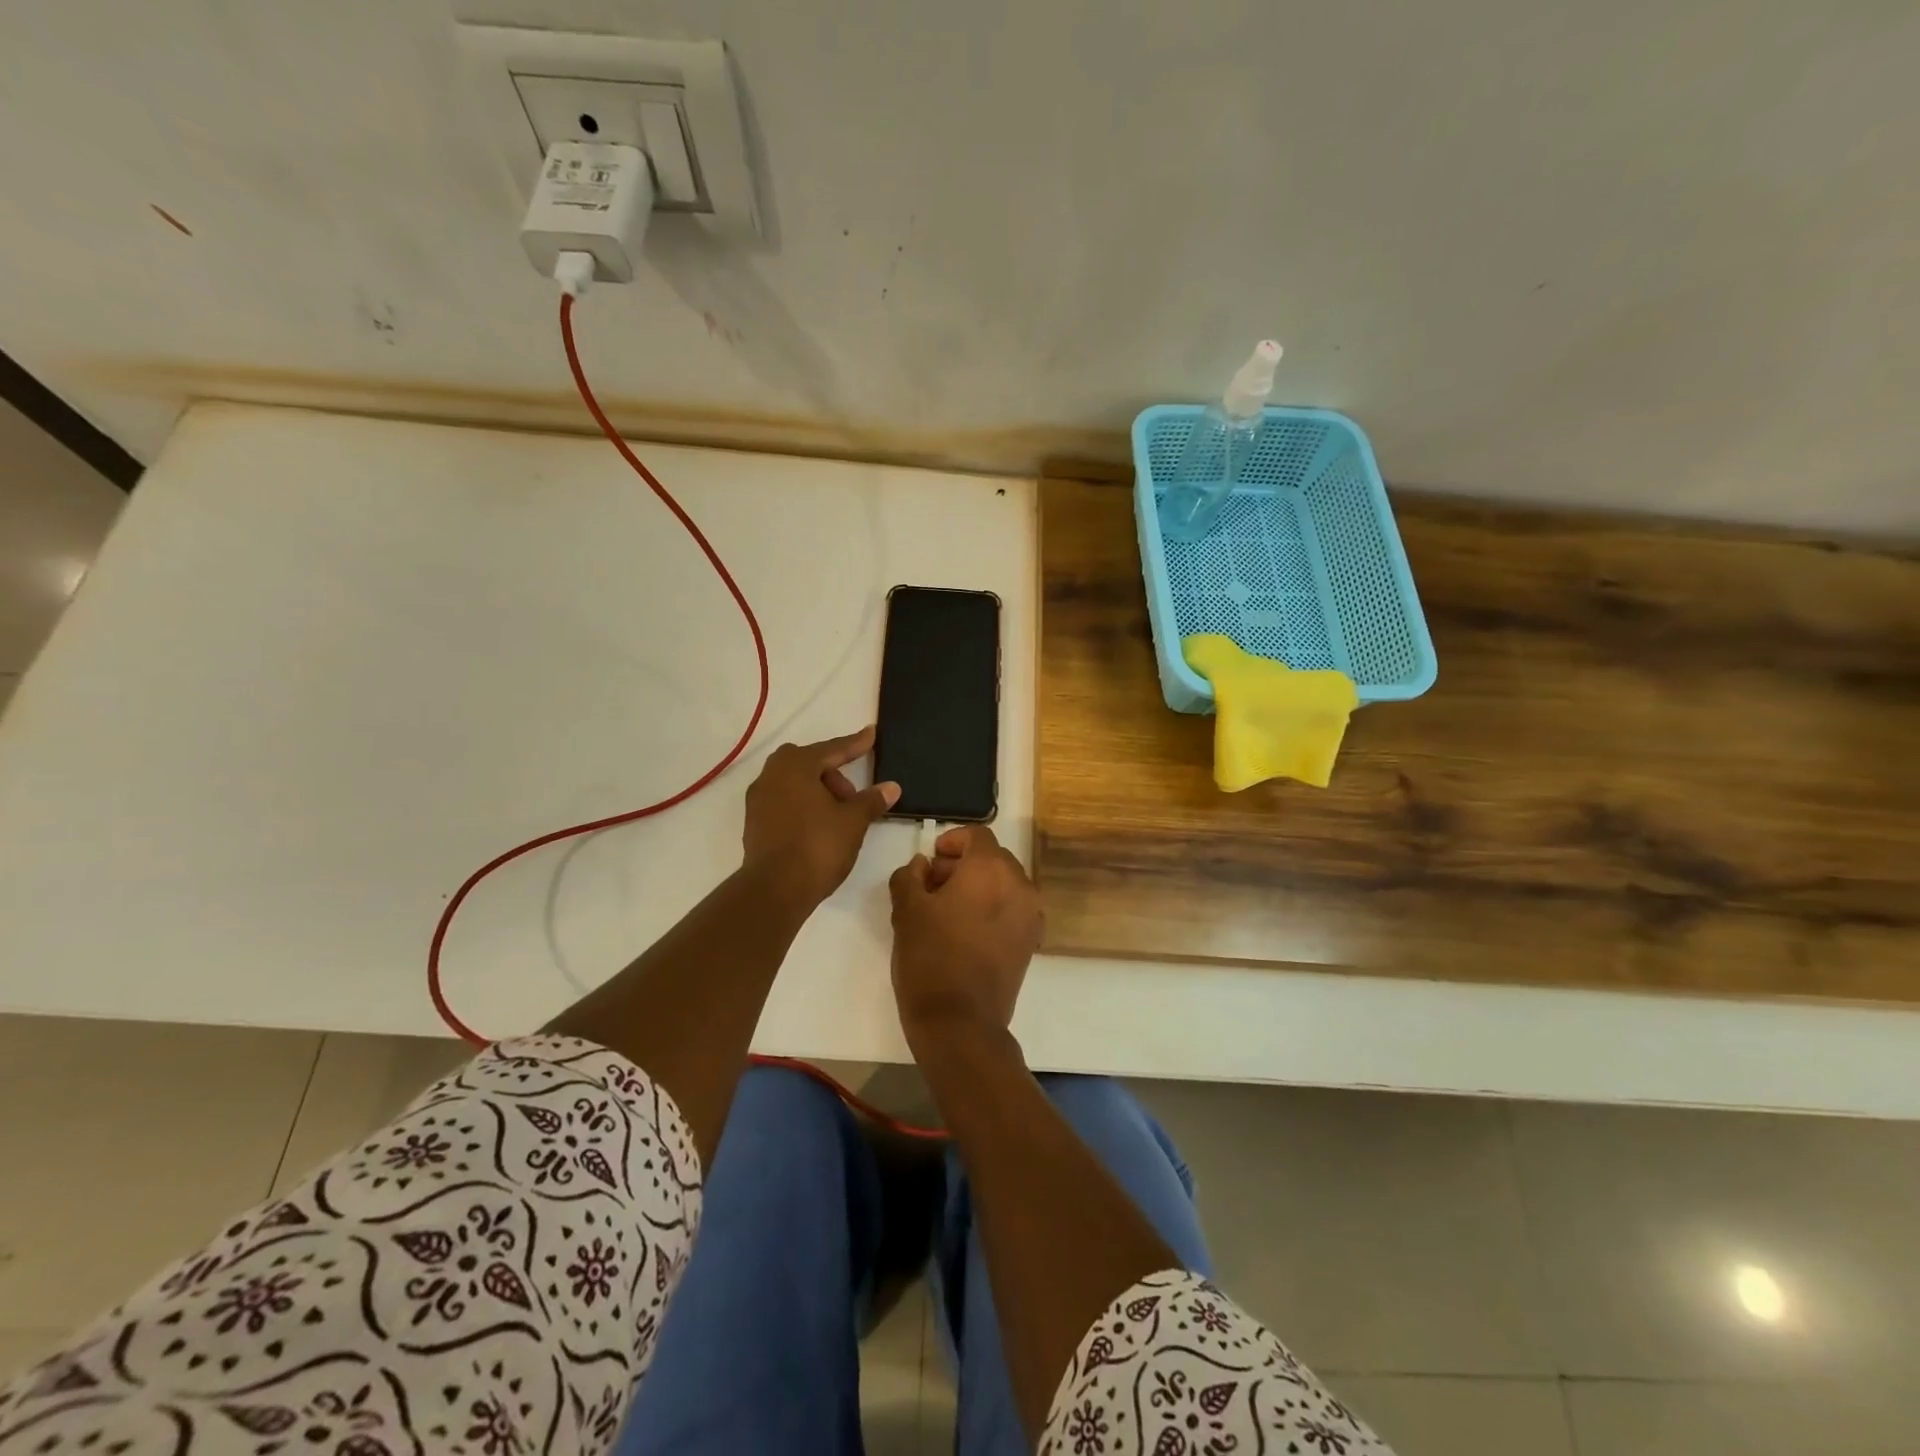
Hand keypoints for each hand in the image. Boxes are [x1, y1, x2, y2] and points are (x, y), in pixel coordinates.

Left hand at [742, 727, 899, 907]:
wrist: (775, 889)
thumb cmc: (818, 846)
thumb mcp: (853, 821)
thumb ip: (872, 800)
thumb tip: (891, 787)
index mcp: (795, 765)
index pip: (832, 749)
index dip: (855, 744)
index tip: (871, 734)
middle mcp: (771, 775)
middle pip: (810, 764)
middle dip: (834, 774)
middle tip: (853, 797)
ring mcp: (758, 800)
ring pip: (795, 784)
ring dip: (818, 792)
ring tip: (839, 816)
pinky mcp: (754, 823)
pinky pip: (785, 802)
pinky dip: (804, 807)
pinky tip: (820, 827)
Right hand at [888, 824, 1043, 1051]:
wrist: (961, 1022)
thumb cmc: (930, 958)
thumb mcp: (906, 911)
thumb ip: (910, 876)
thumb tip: (922, 866)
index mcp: (990, 869)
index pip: (977, 835)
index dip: (952, 840)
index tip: (931, 858)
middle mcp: (1019, 884)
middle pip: (993, 858)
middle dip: (963, 865)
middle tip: (932, 886)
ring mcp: (1030, 914)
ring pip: (1004, 884)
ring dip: (978, 886)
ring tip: (947, 911)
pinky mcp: (1031, 941)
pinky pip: (1012, 908)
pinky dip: (993, 908)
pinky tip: (967, 931)